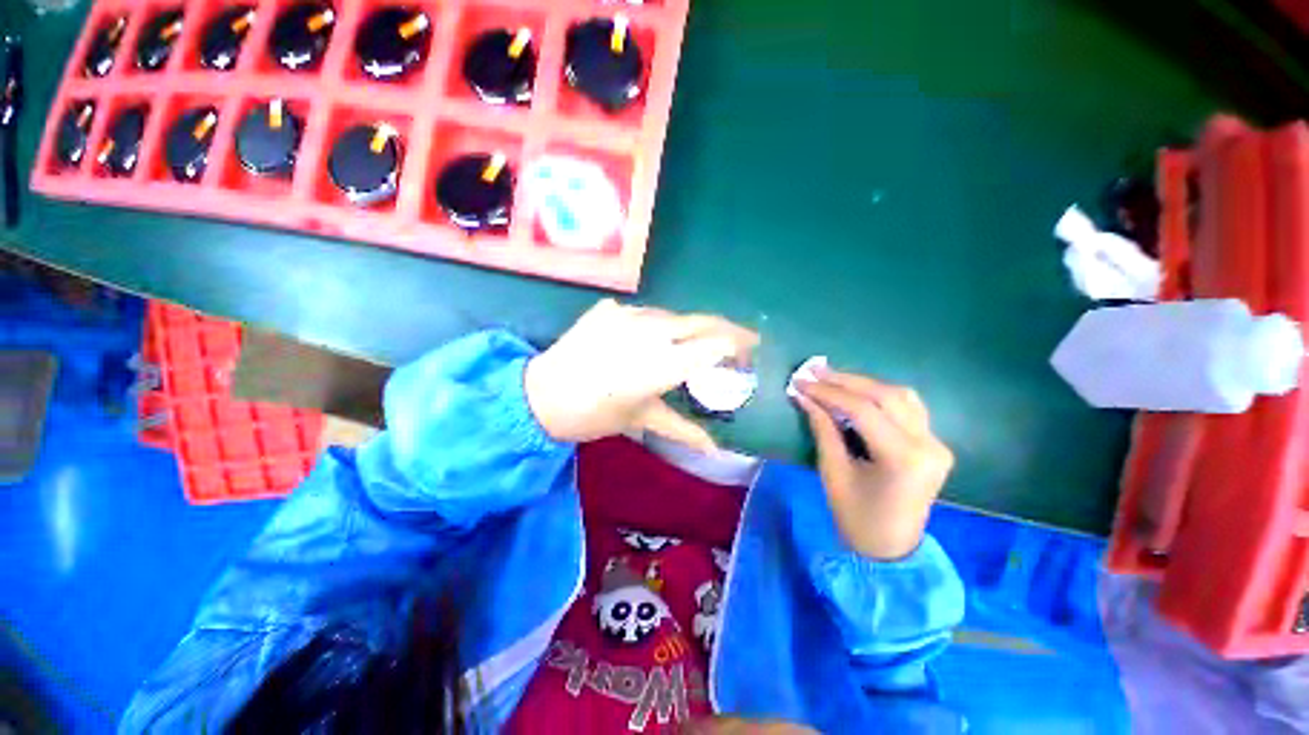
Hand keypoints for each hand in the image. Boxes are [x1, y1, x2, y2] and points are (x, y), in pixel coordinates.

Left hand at [524, 299, 757, 451]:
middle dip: (727, 330)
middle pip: (702, 322)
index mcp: (663, 363)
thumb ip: (682, 430)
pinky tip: (651, 339)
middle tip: (738, 342)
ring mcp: (629, 315)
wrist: (539, 395)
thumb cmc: (593, 414)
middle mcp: (652, 332)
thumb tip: (715, 450)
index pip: (716, 344)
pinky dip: (658, 325)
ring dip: (690, 328)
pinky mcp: (610, 310)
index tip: (750, 353)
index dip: (739, 345)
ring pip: (674, 316)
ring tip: (694, 344)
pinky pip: (645, 314)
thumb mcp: (641, 420)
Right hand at [794, 366, 953, 559]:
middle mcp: (928, 445)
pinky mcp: (933, 443)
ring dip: (864, 383)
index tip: (801, 381)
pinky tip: (856, 392)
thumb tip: (804, 395)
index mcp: (903, 458)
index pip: (864, 410)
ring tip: (832, 378)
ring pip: (901, 395)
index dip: (829, 392)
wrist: (891, 548)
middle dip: (846, 380)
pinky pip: (907, 407)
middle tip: (814, 371)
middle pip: (887, 395)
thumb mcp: (833, 472)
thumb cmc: (856, 517)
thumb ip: (822, 428)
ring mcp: (936, 442)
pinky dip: (879, 394)